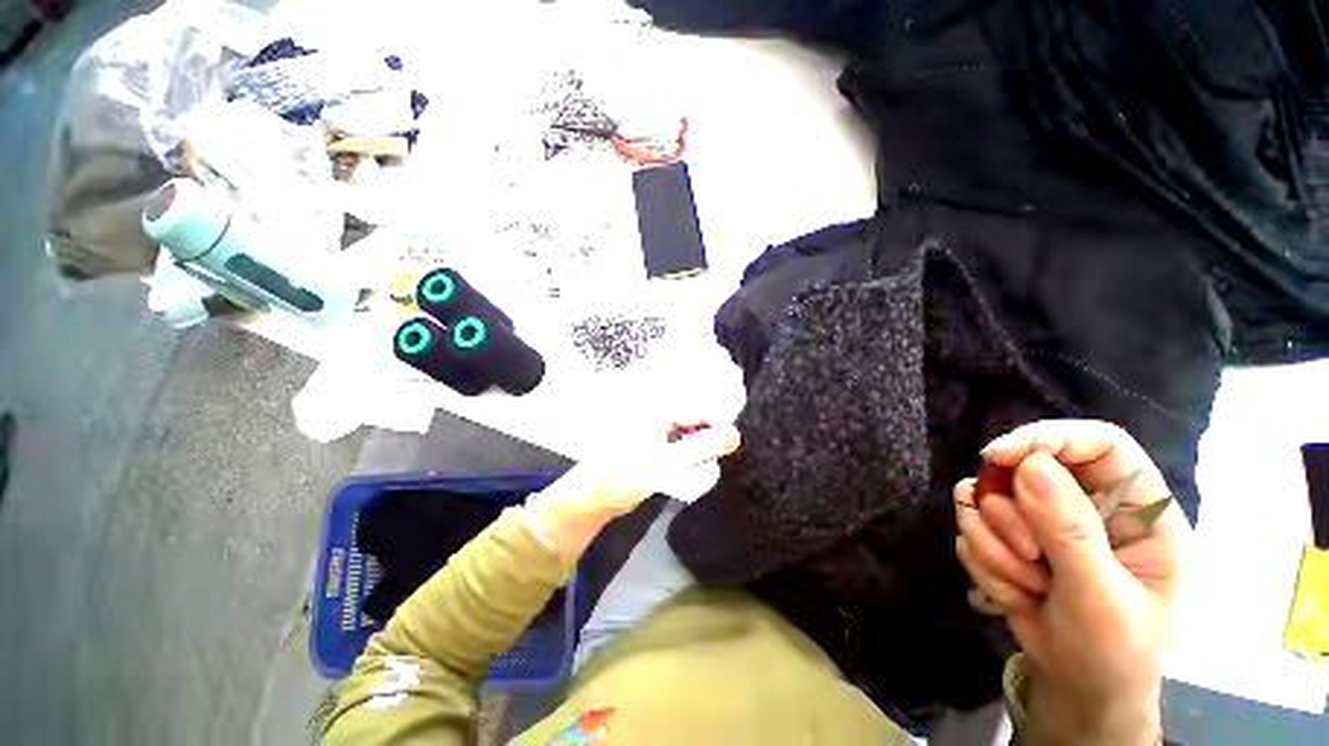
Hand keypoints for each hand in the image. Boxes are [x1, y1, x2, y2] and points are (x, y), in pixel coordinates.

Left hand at [525, 420, 740, 560]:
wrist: (591, 497)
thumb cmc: (620, 477)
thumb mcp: (663, 464)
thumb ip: (700, 449)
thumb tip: (734, 435)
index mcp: (655, 408)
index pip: (696, 402)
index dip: (719, 416)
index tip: (735, 434)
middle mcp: (657, 411)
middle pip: (695, 409)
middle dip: (715, 423)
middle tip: (732, 441)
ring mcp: (656, 425)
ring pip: (691, 423)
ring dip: (706, 435)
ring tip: (721, 448)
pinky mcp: (657, 440)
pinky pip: (683, 436)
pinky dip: (695, 445)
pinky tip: (704, 455)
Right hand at [954, 420, 1187, 744]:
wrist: (1078, 689)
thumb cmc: (1113, 652)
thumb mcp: (1102, 600)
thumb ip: (1071, 533)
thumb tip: (1030, 465)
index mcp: (1136, 511)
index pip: (1099, 443)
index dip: (1048, 438)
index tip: (997, 457)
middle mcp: (1087, 505)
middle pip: (1025, 469)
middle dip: (1012, 517)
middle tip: (1029, 559)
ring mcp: (1041, 520)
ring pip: (987, 498)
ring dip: (995, 546)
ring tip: (1028, 587)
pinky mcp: (1007, 535)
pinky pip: (970, 524)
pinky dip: (982, 559)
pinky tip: (1013, 591)